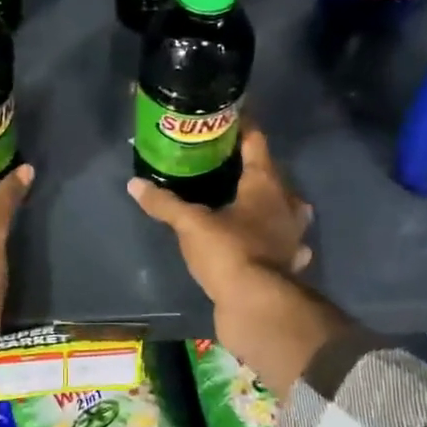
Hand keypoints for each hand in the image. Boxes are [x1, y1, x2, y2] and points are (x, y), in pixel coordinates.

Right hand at [131, 126, 348, 395]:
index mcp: (265, 185)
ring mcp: (292, 236)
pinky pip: (284, 243)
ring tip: (246, 202)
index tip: (228, 118)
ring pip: (285, 210)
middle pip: (272, 176)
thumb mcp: (190, 224)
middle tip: (224, 164)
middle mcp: (286, 205)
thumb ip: (164, 203)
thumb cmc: (229, 252)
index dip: (243, 128)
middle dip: (252, 169)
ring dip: (271, 204)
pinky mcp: (289, 265)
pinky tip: (263, 243)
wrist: (258, 307)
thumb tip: (135, 184)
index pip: (256, 143)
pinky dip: (274, 239)